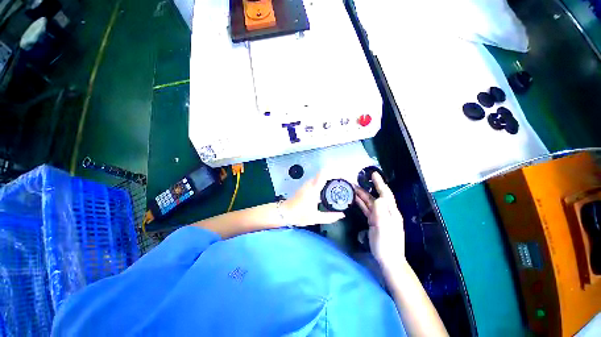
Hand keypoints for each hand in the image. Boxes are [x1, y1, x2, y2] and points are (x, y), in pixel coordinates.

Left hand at [282, 174, 345, 225]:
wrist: (285, 212)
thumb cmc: (299, 215)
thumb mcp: (316, 218)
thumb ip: (330, 217)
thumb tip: (342, 215)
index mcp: (314, 188)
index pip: (325, 174)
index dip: (335, 174)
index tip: (344, 178)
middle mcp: (311, 183)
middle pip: (325, 173)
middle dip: (335, 176)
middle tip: (344, 183)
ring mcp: (307, 184)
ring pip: (321, 176)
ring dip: (330, 179)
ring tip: (339, 185)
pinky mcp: (306, 186)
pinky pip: (318, 180)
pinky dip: (325, 182)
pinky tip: (329, 190)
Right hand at [355, 172, 404, 266]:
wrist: (388, 260)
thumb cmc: (387, 244)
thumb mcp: (384, 228)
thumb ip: (381, 212)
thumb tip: (377, 198)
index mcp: (391, 212)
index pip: (385, 193)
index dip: (379, 183)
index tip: (373, 173)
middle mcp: (386, 212)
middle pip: (375, 196)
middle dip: (366, 188)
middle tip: (355, 181)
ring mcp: (379, 217)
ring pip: (369, 202)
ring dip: (362, 195)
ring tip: (352, 188)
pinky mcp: (374, 221)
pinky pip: (367, 209)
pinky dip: (361, 203)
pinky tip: (355, 199)